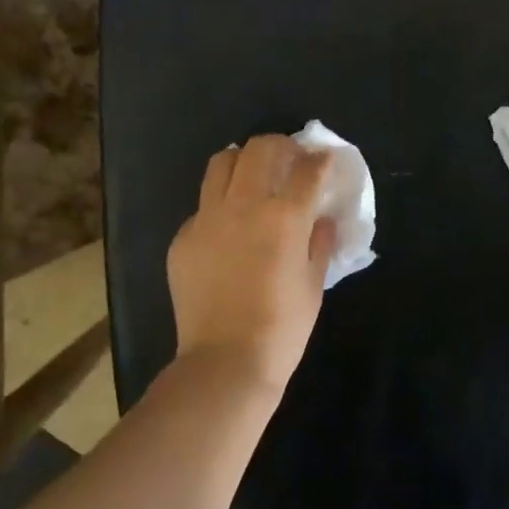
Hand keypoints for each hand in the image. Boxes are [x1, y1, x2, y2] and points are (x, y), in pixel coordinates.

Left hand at [168, 135, 336, 391]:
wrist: (225, 363)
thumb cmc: (282, 329)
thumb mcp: (313, 284)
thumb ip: (320, 243)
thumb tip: (322, 219)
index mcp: (283, 217)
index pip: (307, 170)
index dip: (321, 159)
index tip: (325, 160)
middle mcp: (243, 206)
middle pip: (260, 149)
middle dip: (280, 146)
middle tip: (290, 159)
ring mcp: (206, 219)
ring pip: (222, 163)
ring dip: (243, 161)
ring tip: (253, 176)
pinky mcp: (182, 238)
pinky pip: (203, 205)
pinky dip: (220, 203)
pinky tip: (229, 227)